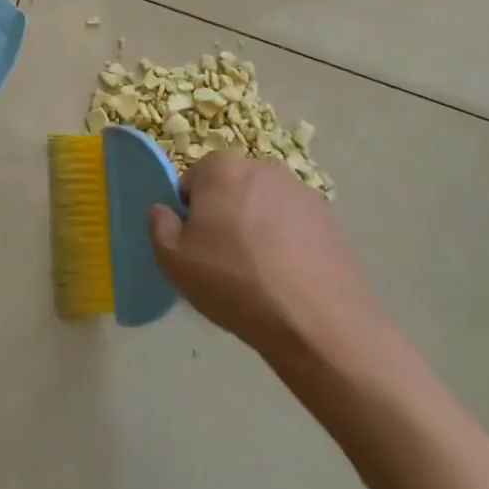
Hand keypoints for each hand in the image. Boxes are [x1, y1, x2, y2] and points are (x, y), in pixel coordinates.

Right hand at [149, 154, 394, 390]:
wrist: (317, 322)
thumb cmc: (235, 282)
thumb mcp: (174, 260)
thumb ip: (159, 226)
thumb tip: (164, 211)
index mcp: (221, 168)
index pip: (191, 183)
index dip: (189, 216)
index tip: (197, 248)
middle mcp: (262, 167)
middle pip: (229, 191)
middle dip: (224, 218)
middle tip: (224, 263)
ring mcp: (301, 192)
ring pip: (263, 208)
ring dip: (257, 230)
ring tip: (260, 277)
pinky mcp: (330, 220)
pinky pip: (294, 227)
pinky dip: (288, 245)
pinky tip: (289, 281)